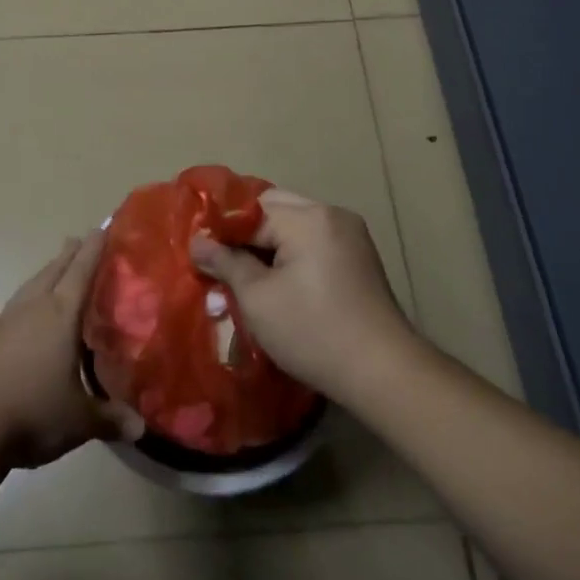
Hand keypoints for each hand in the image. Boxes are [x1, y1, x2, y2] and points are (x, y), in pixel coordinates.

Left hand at [0, 232, 142, 471]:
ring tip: (50, 268)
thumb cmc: (34, 414)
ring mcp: (2, 327)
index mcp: (61, 317)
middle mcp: (32, 312)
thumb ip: (111, 418)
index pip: (81, 274)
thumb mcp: (81, 421)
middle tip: (77, 240)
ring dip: (39, 277)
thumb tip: (141, 428)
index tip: (101, 228)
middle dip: (67, 257)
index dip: (93, 251)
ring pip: (25, 292)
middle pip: (53, 275)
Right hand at [191, 189, 421, 402]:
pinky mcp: (360, 255)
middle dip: (247, 233)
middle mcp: (331, 213)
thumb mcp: (257, 299)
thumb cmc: (313, 332)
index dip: (222, 232)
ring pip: (295, 222)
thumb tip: (197, 243)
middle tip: (224, 264)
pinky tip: (282, 281)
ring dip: (270, 242)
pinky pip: (315, 238)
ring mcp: (350, 233)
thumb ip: (225, 263)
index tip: (200, 255)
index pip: (249, 211)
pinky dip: (294, 250)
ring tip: (249, 275)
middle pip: (274, 208)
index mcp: (307, 218)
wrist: (383, 371)